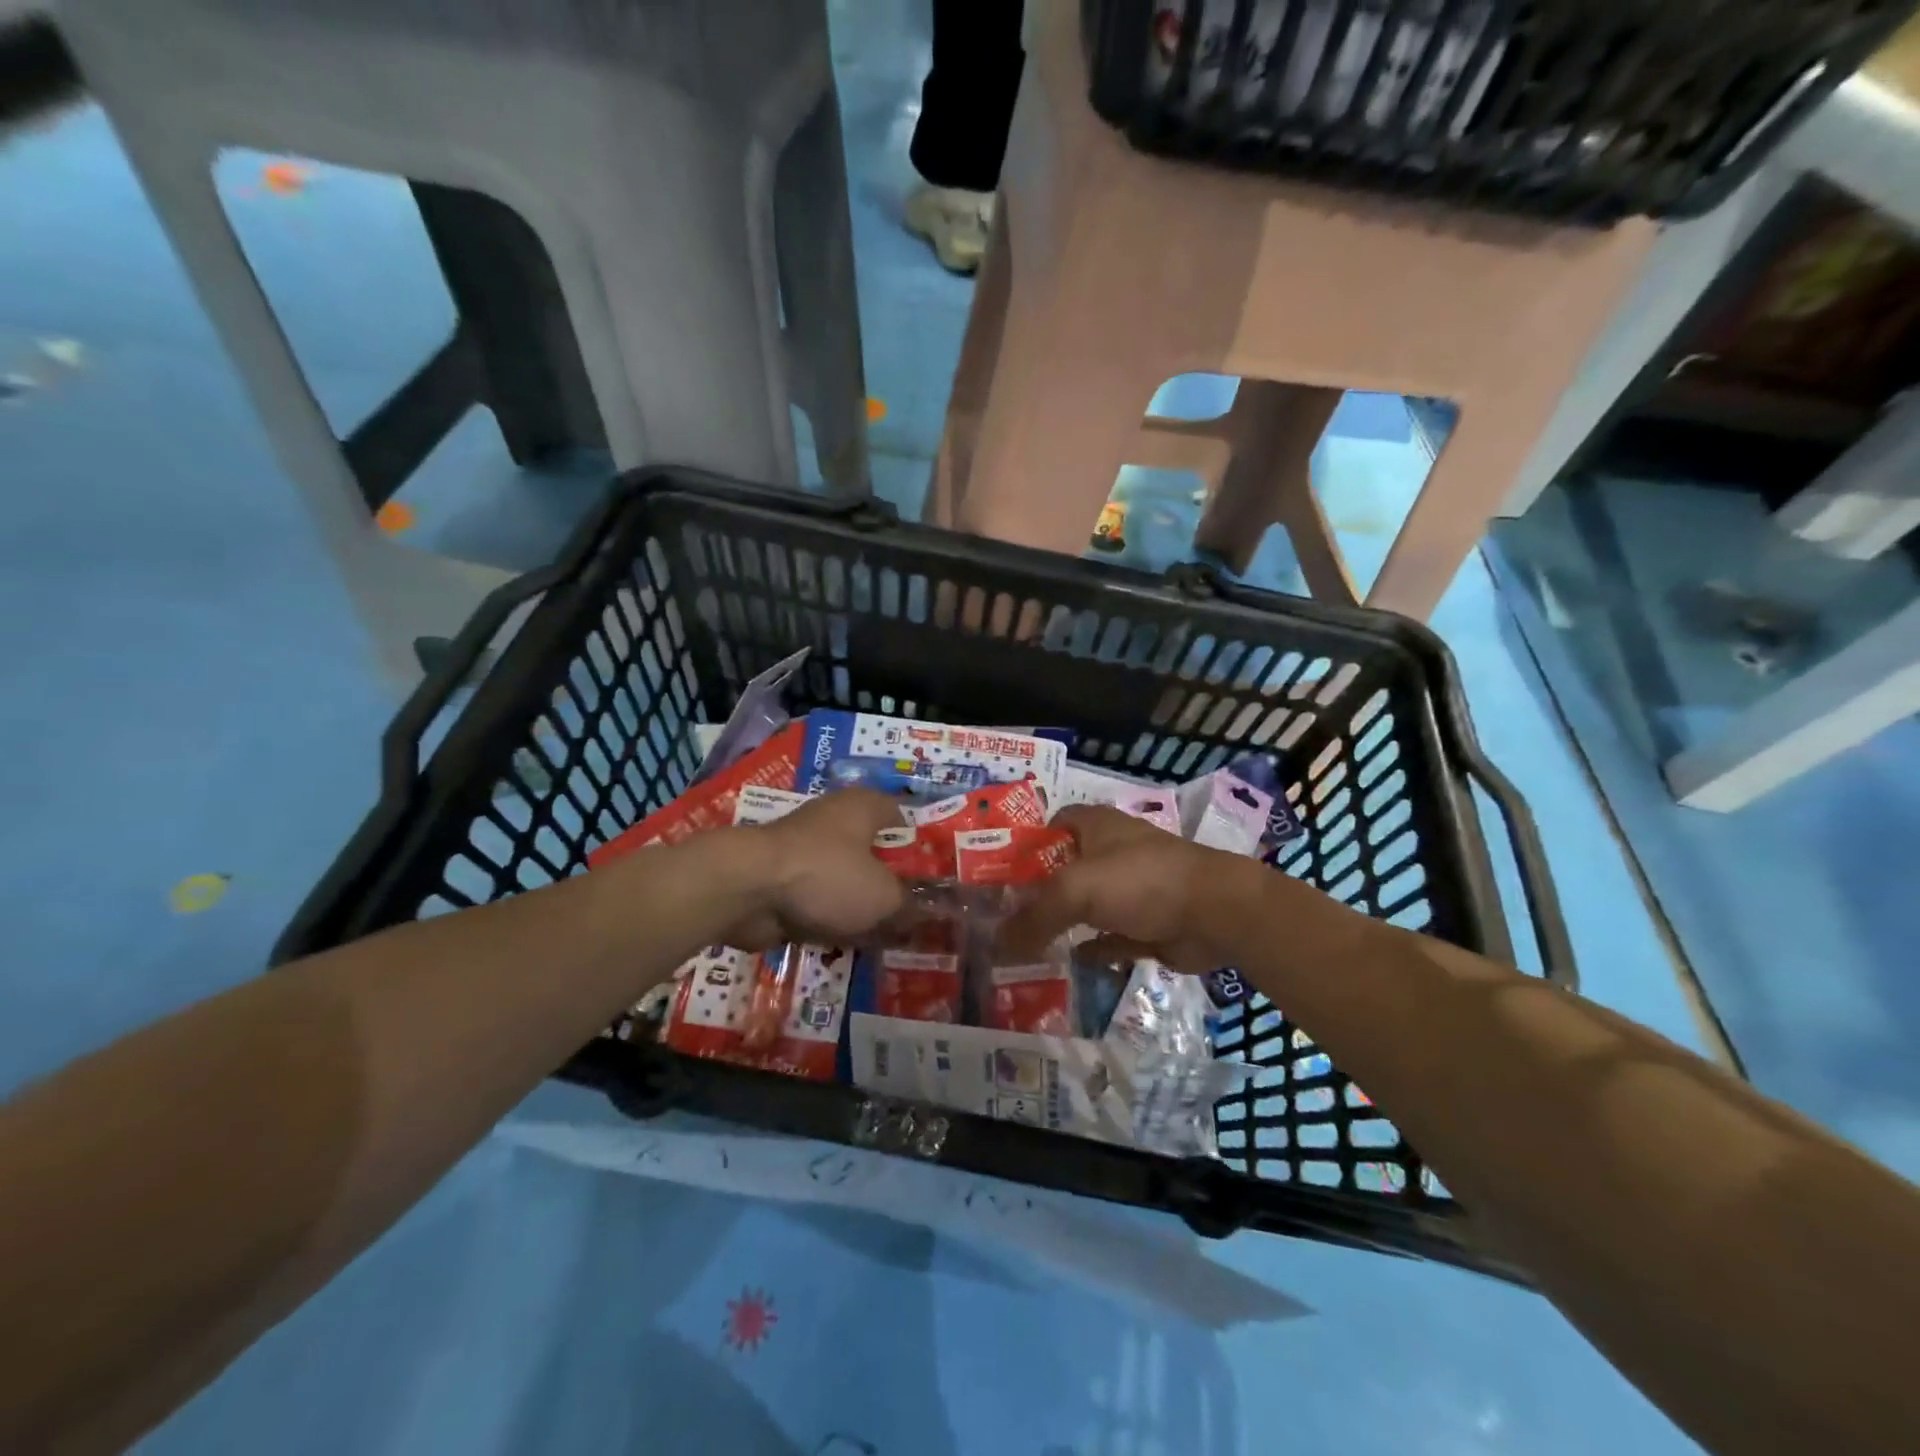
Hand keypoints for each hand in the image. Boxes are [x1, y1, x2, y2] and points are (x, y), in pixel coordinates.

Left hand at [719, 789, 908, 949]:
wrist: (748, 889)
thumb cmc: (827, 876)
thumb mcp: (883, 896)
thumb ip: (908, 905)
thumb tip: (927, 915)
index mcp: (864, 807)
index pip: (902, 816)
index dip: (920, 843)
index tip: (936, 873)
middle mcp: (835, 820)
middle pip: (873, 850)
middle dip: (891, 880)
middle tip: (917, 911)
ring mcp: (805, 849)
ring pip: (845, 878)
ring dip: (861, 903)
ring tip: (889, 934)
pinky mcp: (783, 879)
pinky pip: (819, 899)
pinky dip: (832, 917)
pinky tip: (851, 943)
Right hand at [998, 805, 1255, 972]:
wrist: (1215, 912)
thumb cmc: (1140, 881)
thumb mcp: (1076, 890)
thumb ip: (1033, 916)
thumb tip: (995, 943)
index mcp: (1095, 825)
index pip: (1049, 826)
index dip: (1022, 846)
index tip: (994, 874)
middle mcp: (1111, 852)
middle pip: (1063, 870)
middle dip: (1036, 892)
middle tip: (1000, 918)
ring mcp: (1132, 889)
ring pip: (1086, 906)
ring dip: (1061, 924)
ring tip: (1023, 946)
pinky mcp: (1147, 923)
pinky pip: (1108, 938)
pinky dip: (1089, 949)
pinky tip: (1065, 963)